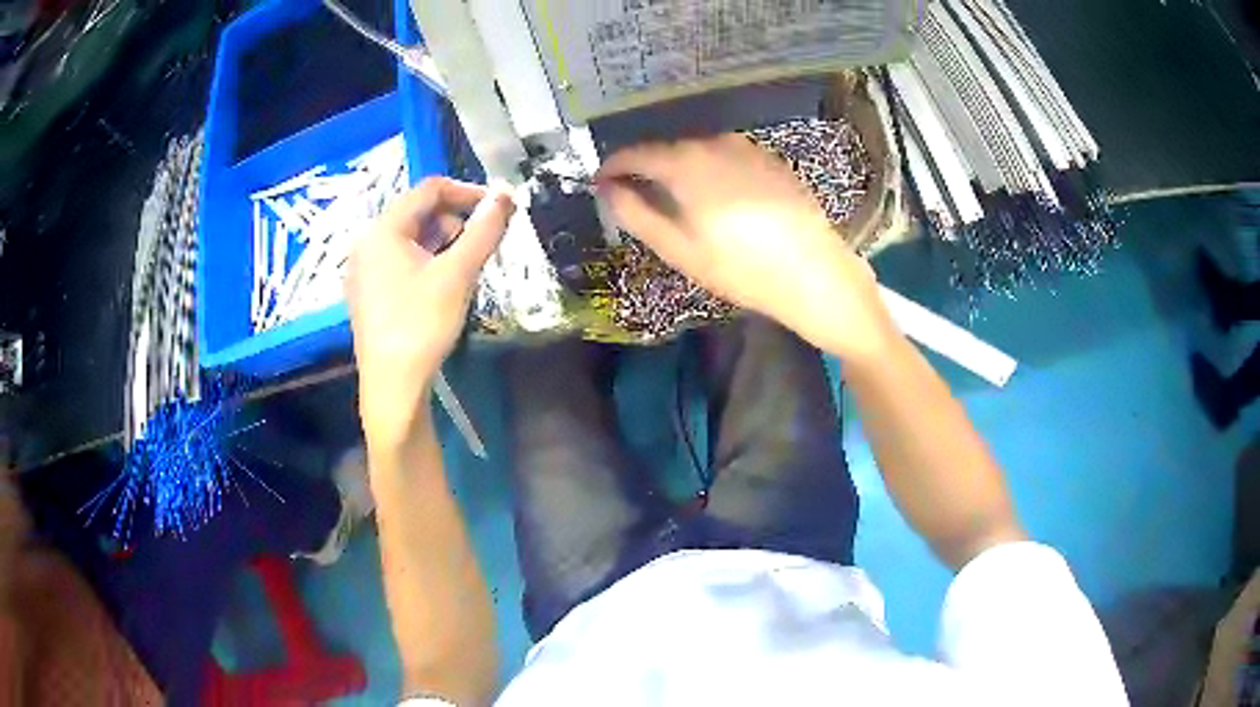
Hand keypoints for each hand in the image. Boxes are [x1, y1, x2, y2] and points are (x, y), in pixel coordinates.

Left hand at [347, 177, 513, 447]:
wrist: (393, 385)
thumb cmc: (422, 324)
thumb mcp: (458, 274)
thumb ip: (484, 230)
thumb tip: (507, 193)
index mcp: (382, 229)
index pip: (429, 189)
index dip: (467, 192)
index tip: (498, 208)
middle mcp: (366, 242)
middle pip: (417, 212)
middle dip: (454, 219)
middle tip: (482, 242)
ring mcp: (363, 269)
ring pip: (409, 238)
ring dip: (441, 241)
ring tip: (464, 267)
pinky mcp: (367, 292)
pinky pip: (399, 260)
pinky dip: (425, 260)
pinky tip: (441, 285)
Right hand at [596, 135, 895, 361]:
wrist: (815, 273)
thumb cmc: (741, 268)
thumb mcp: (678, 248)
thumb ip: (635, 213)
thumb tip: (608, 189)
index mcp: (686, 163)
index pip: (635, 153)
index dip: (613, 167)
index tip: (601, 184)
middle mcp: (715, 143)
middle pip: (668, 149)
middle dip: (647, 169)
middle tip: (638, 199)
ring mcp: (747, 148)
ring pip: (698, 152)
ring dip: (680, 170)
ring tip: (678, 202)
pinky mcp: (770, 159)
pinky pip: (726, 157)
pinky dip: (711, 171)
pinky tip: (719, 200)